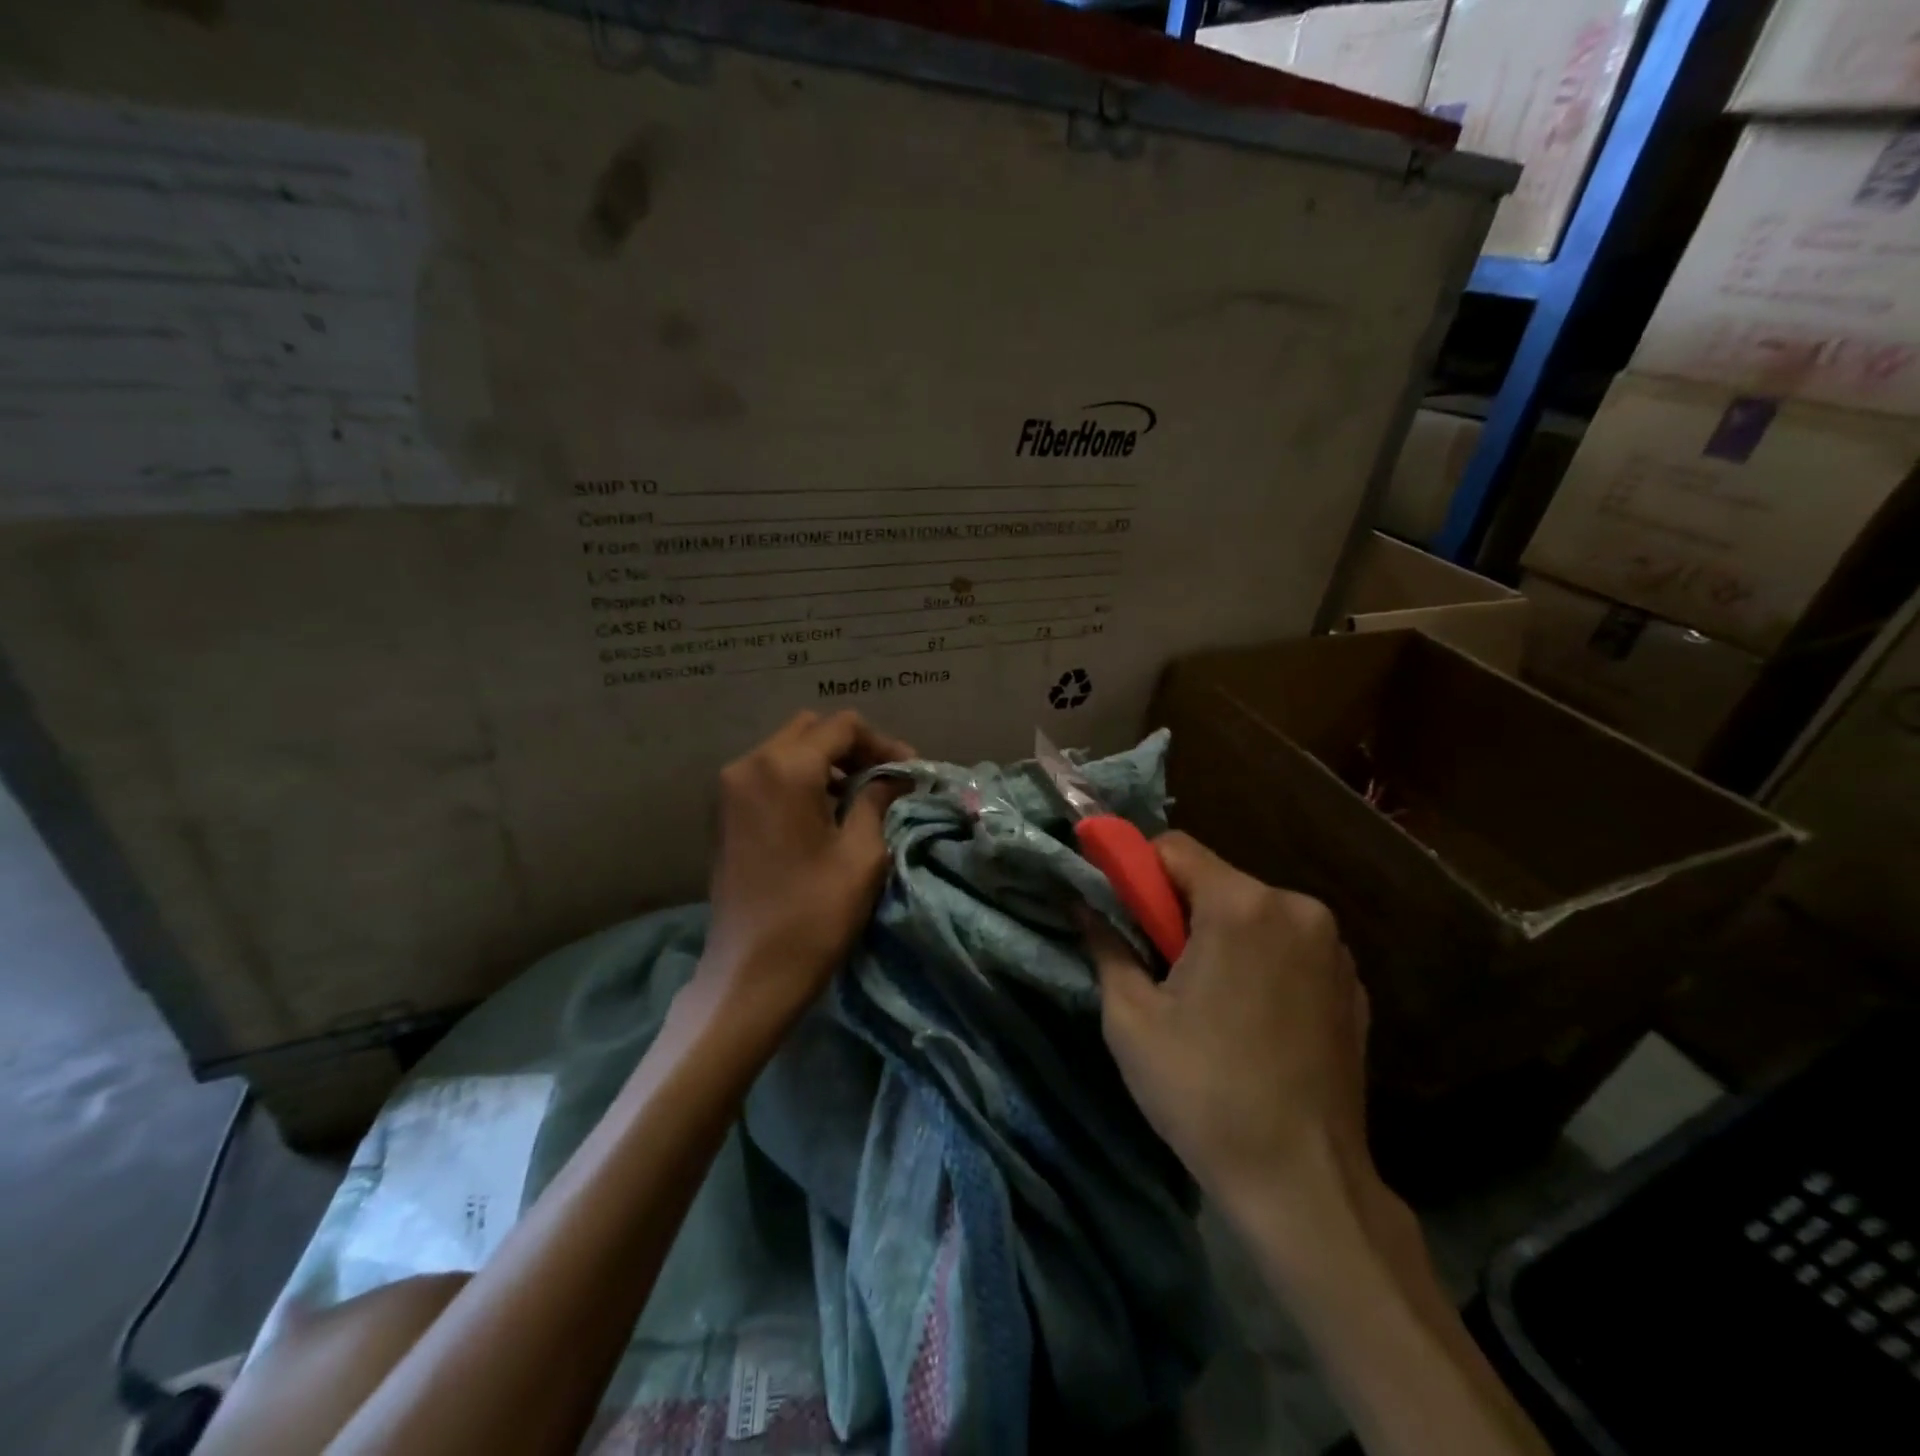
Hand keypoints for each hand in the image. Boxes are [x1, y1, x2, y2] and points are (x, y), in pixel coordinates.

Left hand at [698, 710, 912, 1018]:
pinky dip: (800, 778)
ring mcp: (730, 788)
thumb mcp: (862, 853)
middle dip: (853, 748)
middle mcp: (750, 765)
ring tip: (861, 794)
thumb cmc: (814, 913)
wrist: (750, 973)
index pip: (842, 727)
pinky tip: (826, 809)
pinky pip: (768, 774)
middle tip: (886, 778)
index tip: (909, 772)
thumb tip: (895, 777)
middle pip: (811, 730)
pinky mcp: (724, 812)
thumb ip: (877, 800)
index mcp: (785, 768)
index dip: (882, 743)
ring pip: (787, 749)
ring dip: (826, 762)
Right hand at [1086, 832, 1372, 1220]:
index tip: (1121, 911)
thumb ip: (1106, 945)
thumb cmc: (1203, 1092)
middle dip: (1179, 909)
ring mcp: (1334, 948)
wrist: (1304, 1184)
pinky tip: (1251, 1020)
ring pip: (1253, 913)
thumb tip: (1083, 906)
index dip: (1137, 869)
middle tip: (1158, 967)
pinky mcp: (1354, 986)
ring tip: (1205, 1001)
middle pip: (1216, 880)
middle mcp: (1297, 909)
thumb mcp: (1131, 1018)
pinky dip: (1261, 961)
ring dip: (1220, 935)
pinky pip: (1289, 947)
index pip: (1175, 847)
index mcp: (1242, 907)